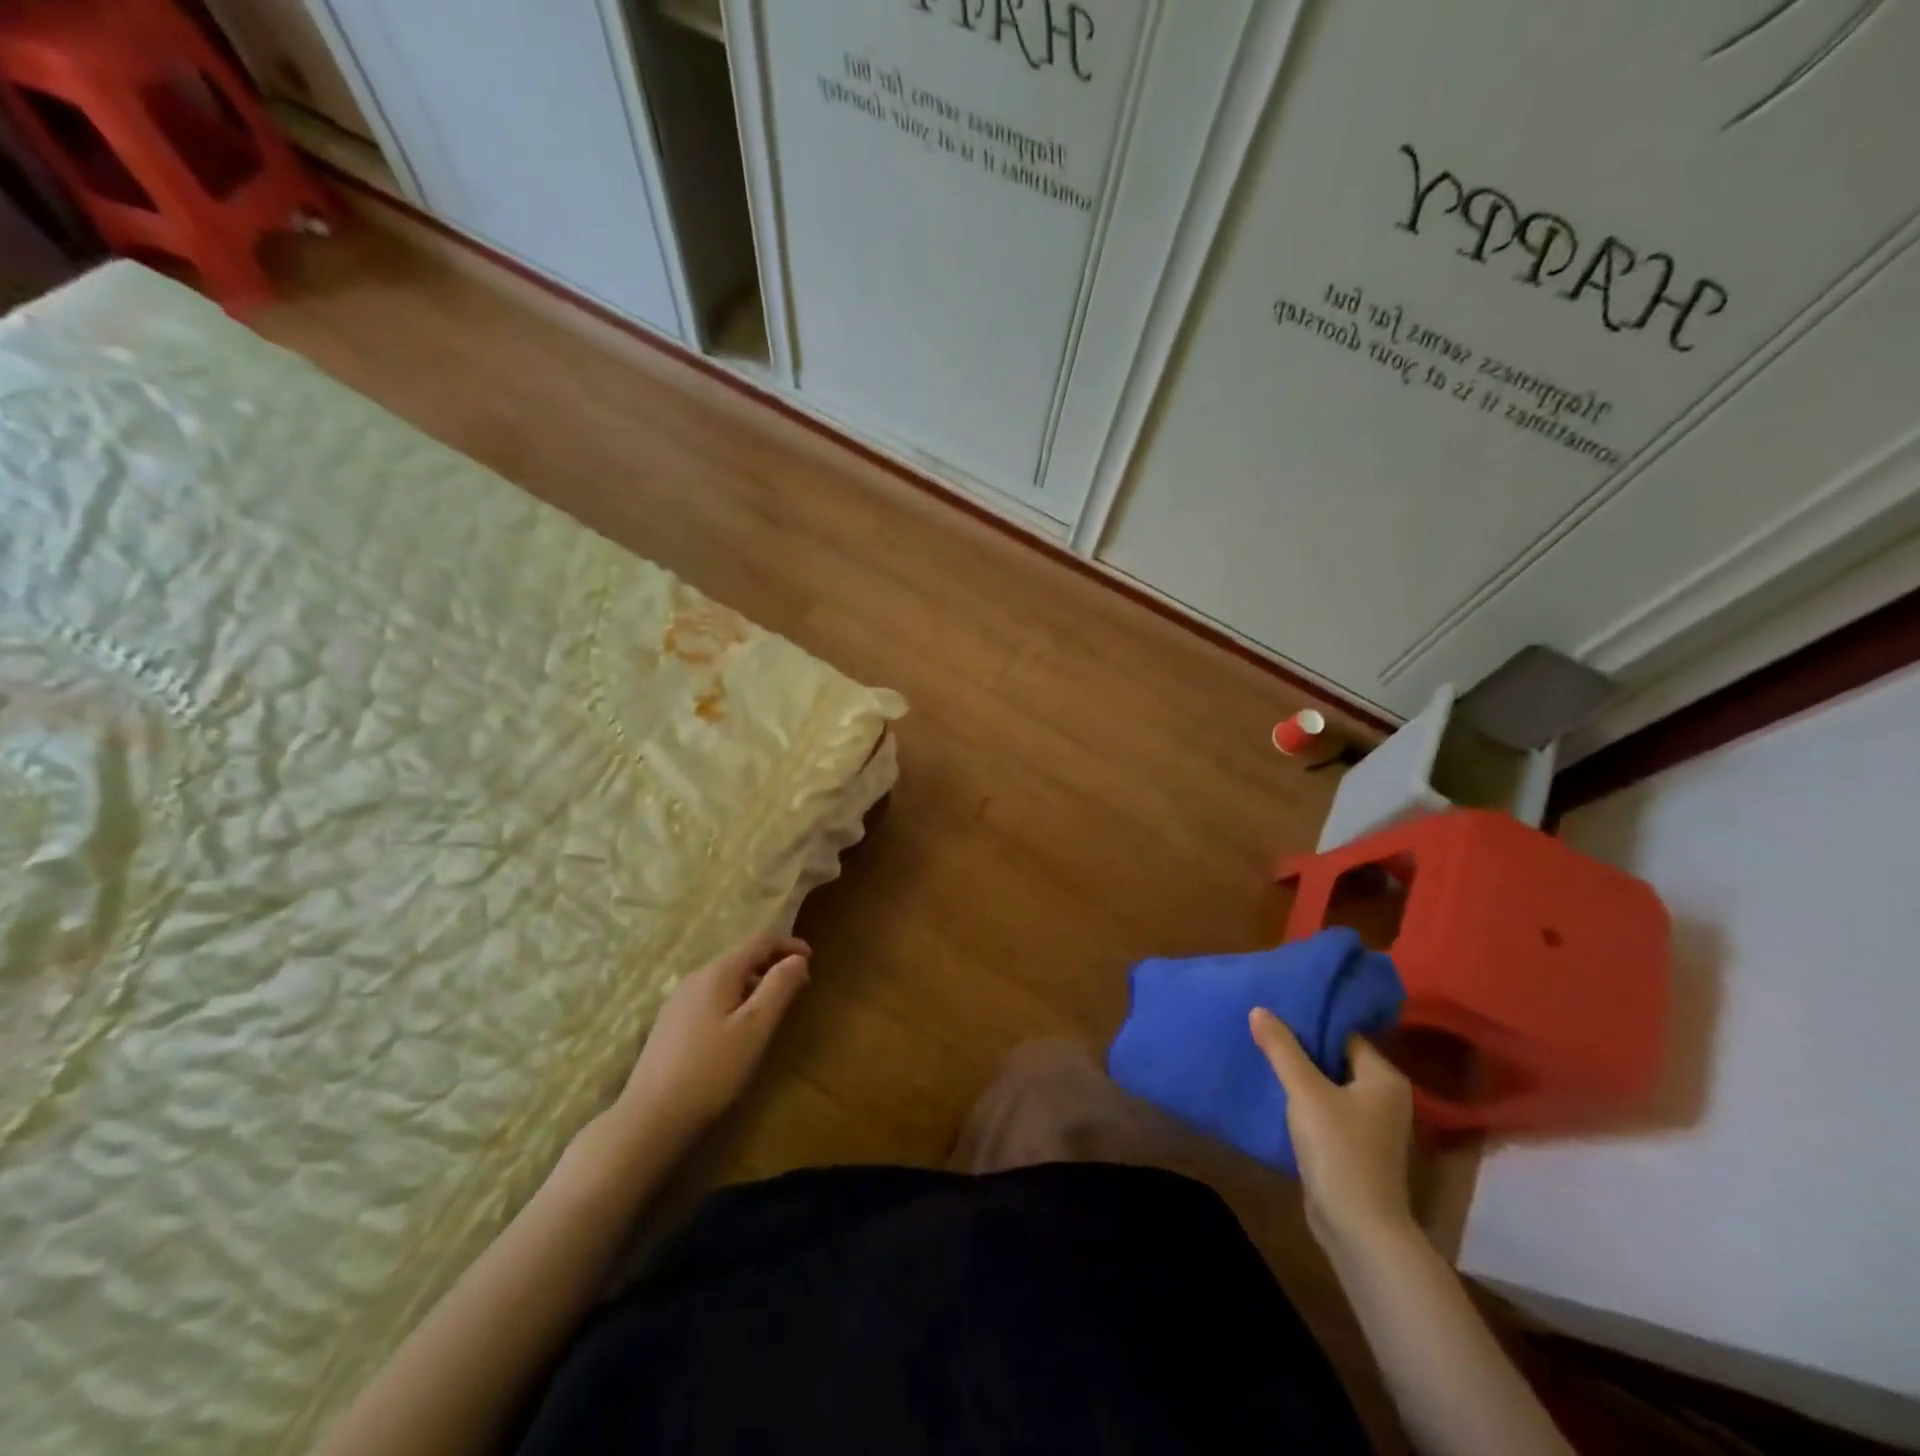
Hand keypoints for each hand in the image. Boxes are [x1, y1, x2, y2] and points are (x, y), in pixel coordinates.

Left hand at [614, 932, 811, 1144]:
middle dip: (773, 963)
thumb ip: (779, 988)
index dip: (788, 944)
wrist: (649, 1119)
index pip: (759, 940)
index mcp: (718, 972)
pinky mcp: (670, 1024)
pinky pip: (711, 996)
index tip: (812, 959)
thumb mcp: (755, 1028)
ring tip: (774, 1005)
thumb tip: (798, 958)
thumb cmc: (711, 1070)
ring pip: (725, 977)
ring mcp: (678, 1001)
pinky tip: (739, 1026)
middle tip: (799, 984)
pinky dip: (735, 998)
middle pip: (741, 956)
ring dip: (754, 982)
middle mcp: (695, 977)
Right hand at [1249, 1009, 1415, 1257]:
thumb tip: (1259, 1009)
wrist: (1358, 1228)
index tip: (1276, 1011)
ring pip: (1329, 1084)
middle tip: (1264, 1028)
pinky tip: (1276, 1093)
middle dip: (1301, 1047)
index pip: (1344, 1034)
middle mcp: (1385, 1097)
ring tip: (1264, 1055)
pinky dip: (1305, 1100)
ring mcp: (1372, 1124)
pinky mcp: (1356, 1146)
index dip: (1310, 1022)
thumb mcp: (1304, 1091)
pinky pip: (1327, 1108)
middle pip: (1336, 1058)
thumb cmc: (1338, 1149)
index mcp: (1384, 1077)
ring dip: (1301, 1074)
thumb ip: (1282, 1049)